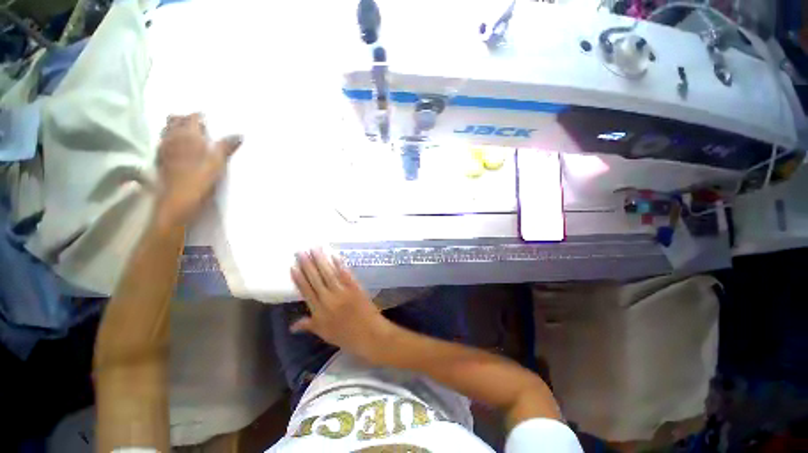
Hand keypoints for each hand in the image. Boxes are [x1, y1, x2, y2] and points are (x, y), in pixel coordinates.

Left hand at [154, 113, 241, 227]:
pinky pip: (164, 142)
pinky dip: (171, 140)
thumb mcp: (218, 161)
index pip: (192, 117)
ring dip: (175, 128)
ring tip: (188, 135)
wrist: (178, 197)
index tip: (208, 119)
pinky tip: (178, 148)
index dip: (200, 116)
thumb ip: (227, 146)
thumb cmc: (201, 177)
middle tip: (198, 125)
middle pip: (174, 119)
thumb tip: (240, 134)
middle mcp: (172, 137)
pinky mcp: (160, 159)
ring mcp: (164, 147)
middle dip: (184, 118)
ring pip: (166, 130)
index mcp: (188, 134)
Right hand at [290, 249, 392, 360]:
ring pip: (329, 274)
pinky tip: (334, 256)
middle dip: (307, 264)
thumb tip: (292, 325)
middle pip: (316, 279)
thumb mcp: (325, 334)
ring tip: (315, 249)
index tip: (293, 266)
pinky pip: (346, 274)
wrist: (370, 335)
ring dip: (321, 260)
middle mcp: (329, 299)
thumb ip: (310, 325)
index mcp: (319, 311)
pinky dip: (340, 265)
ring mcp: (343, 292)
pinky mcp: (355, 287)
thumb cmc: (347, 337)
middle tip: (301, 251)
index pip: (306, 291)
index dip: (299, 279)